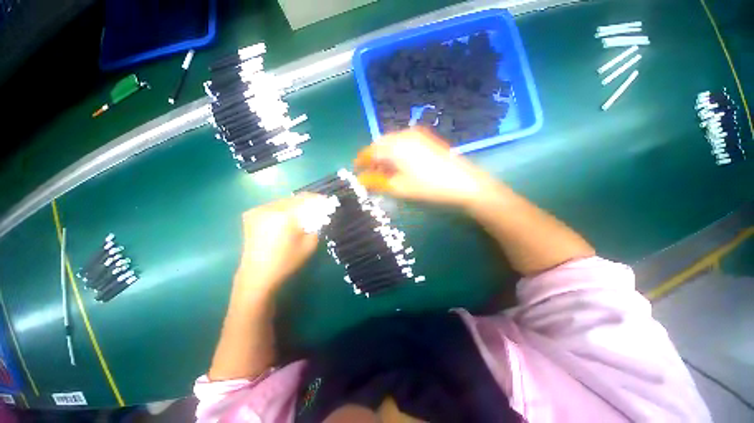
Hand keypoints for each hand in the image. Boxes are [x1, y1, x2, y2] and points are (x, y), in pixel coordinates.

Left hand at [235, 194, 321, 293]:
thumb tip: (319, 214)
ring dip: (295, 205)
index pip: (306, 198)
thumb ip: (316, 225)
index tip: (327, 202)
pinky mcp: (251, 214)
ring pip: (284, 201)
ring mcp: (258, 210)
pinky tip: (287, 219)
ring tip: (302, 213)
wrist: (258, 275)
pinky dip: (283, 209)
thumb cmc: (287, 261)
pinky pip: (273, 206)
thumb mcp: (310, 244)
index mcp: (285, 215)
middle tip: (317, 208)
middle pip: (295, 198)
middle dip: (307, 202)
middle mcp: (270, 208)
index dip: (318, 199)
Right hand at [354, 127, 498, 208]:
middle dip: (374, 159)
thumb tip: (361, 179)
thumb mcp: (399, 187)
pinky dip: (396, 153)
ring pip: (392, 143)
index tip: (357, 172)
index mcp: (394, 146)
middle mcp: (403, 135)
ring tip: (386, 172)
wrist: (463, 182)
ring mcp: (416, 134)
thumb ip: (377, 182)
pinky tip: (400, 165)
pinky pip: (403, 142)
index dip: (361, 161)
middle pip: (380, 145)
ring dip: (385, 156)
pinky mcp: (425, 138)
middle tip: (373, 175)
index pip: (370, 151)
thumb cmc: (428, 186)